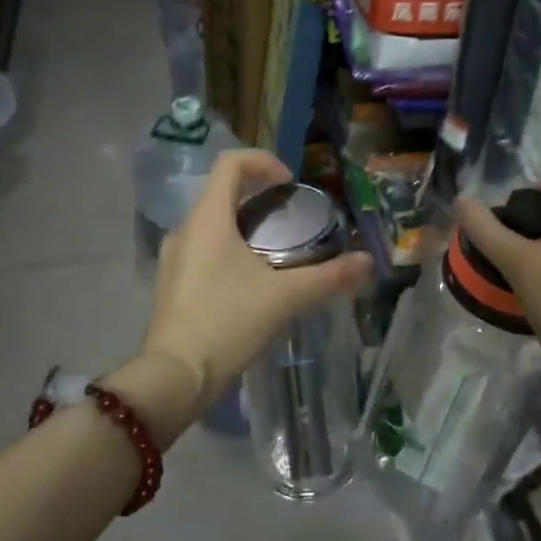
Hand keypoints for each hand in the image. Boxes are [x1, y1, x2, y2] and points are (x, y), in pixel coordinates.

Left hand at [143, 149, 371, 410]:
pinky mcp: (172, 285)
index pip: (230, 163)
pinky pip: (203, 251)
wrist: (175, 378)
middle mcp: (185, 230)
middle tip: (291, 220)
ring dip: (244, 227)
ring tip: (276, 253)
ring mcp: (174, 259)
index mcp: (207, 219)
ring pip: (212, 225)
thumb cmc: (226, 322)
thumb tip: (367, 262)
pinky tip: (251, 284)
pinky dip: (229, 252)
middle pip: (222, 193)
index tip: (289, 184)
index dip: (263, 162)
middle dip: (259, 198)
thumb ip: (328, 277)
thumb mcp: (284, 297)